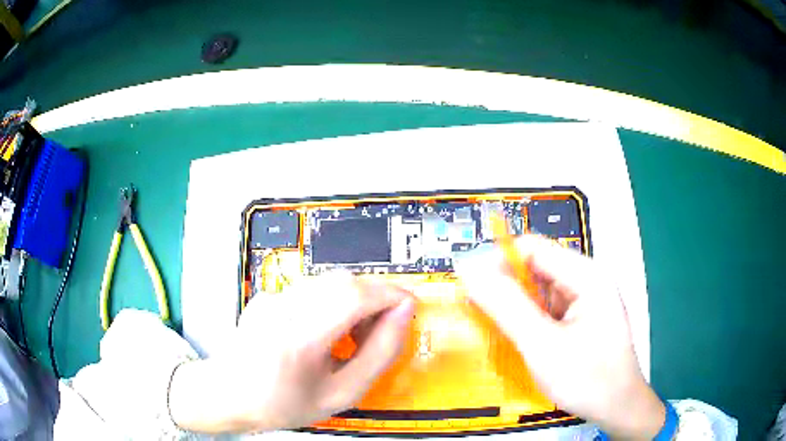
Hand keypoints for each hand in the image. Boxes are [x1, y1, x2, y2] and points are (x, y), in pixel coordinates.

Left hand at [168, 273, 414, 432]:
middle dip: (375, 297)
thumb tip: (401, 318)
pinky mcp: (268, 295)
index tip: (409, 306)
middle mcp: (281, 309)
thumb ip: (378, 355)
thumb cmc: (284, 403)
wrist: (231, 393)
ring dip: (355, 299)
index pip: (353, 297)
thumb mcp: (340, 394)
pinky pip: (312, 288)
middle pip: (343, 282)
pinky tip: (325, 330)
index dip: (389, 295)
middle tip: (383, 326)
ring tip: (353, 334)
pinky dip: (332, 301)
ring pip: (330, 282)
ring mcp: (271, 298)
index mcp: (298, 340)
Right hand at [457, 235, 664, 439]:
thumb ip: (506, 306)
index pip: (533, 248)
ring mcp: (586, 300)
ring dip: (516, 308)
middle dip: (506, 289)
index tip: (471, 289)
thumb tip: (469, 268)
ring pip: (540, 291)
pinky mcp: (582, 318)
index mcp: (586, 275)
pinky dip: (529, 321)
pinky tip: (520, 341)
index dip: (499, 262)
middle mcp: (587, 280)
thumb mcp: (542, 344)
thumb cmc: (587, 378)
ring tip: (499, 332)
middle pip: (537, 269)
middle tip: (480, 316)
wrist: (618, 408)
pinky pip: (548, 310)